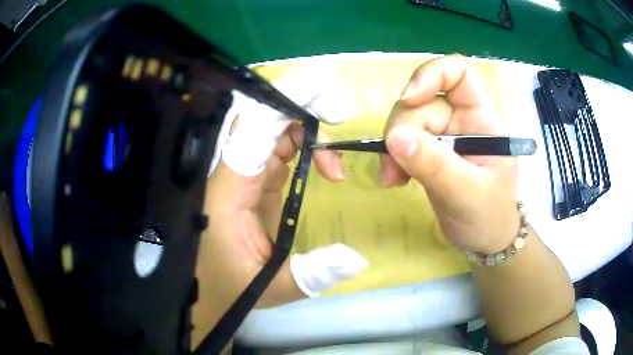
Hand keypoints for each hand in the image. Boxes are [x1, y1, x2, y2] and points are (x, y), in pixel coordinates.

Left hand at [192, 67, 366, 346]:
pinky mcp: (254, 182)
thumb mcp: (270, 288)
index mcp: (228, 191)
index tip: (323, 90)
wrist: (208, 292)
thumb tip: (358, 257)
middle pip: (263, 119)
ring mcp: (243, 175)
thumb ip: (311, 274)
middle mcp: (232, 174)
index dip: (286, 102)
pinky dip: (305, 147)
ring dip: (308, 130)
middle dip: (302, 106)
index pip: (254, 130)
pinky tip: (325, 167)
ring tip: (335, 158)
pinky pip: (278, 149)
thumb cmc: (229, 290)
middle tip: (339, 111)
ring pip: (273, 131)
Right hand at [381, 54, 519, 253]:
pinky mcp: (430, 151)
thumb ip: (435, 165)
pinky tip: (394, 178)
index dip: (432, 74)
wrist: (485, 240)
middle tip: (394, 166)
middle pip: (424, 100)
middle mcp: (462, 118)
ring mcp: (445, 134)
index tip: (409, 99)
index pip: (459, 72)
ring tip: (392, 179)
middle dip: (404, 127)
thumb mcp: (466, 193)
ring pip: (408, 121)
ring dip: (394, 146)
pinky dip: (393, 157)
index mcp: (483, 118)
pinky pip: (404, 141)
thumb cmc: (489, 216)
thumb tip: (394, 137)